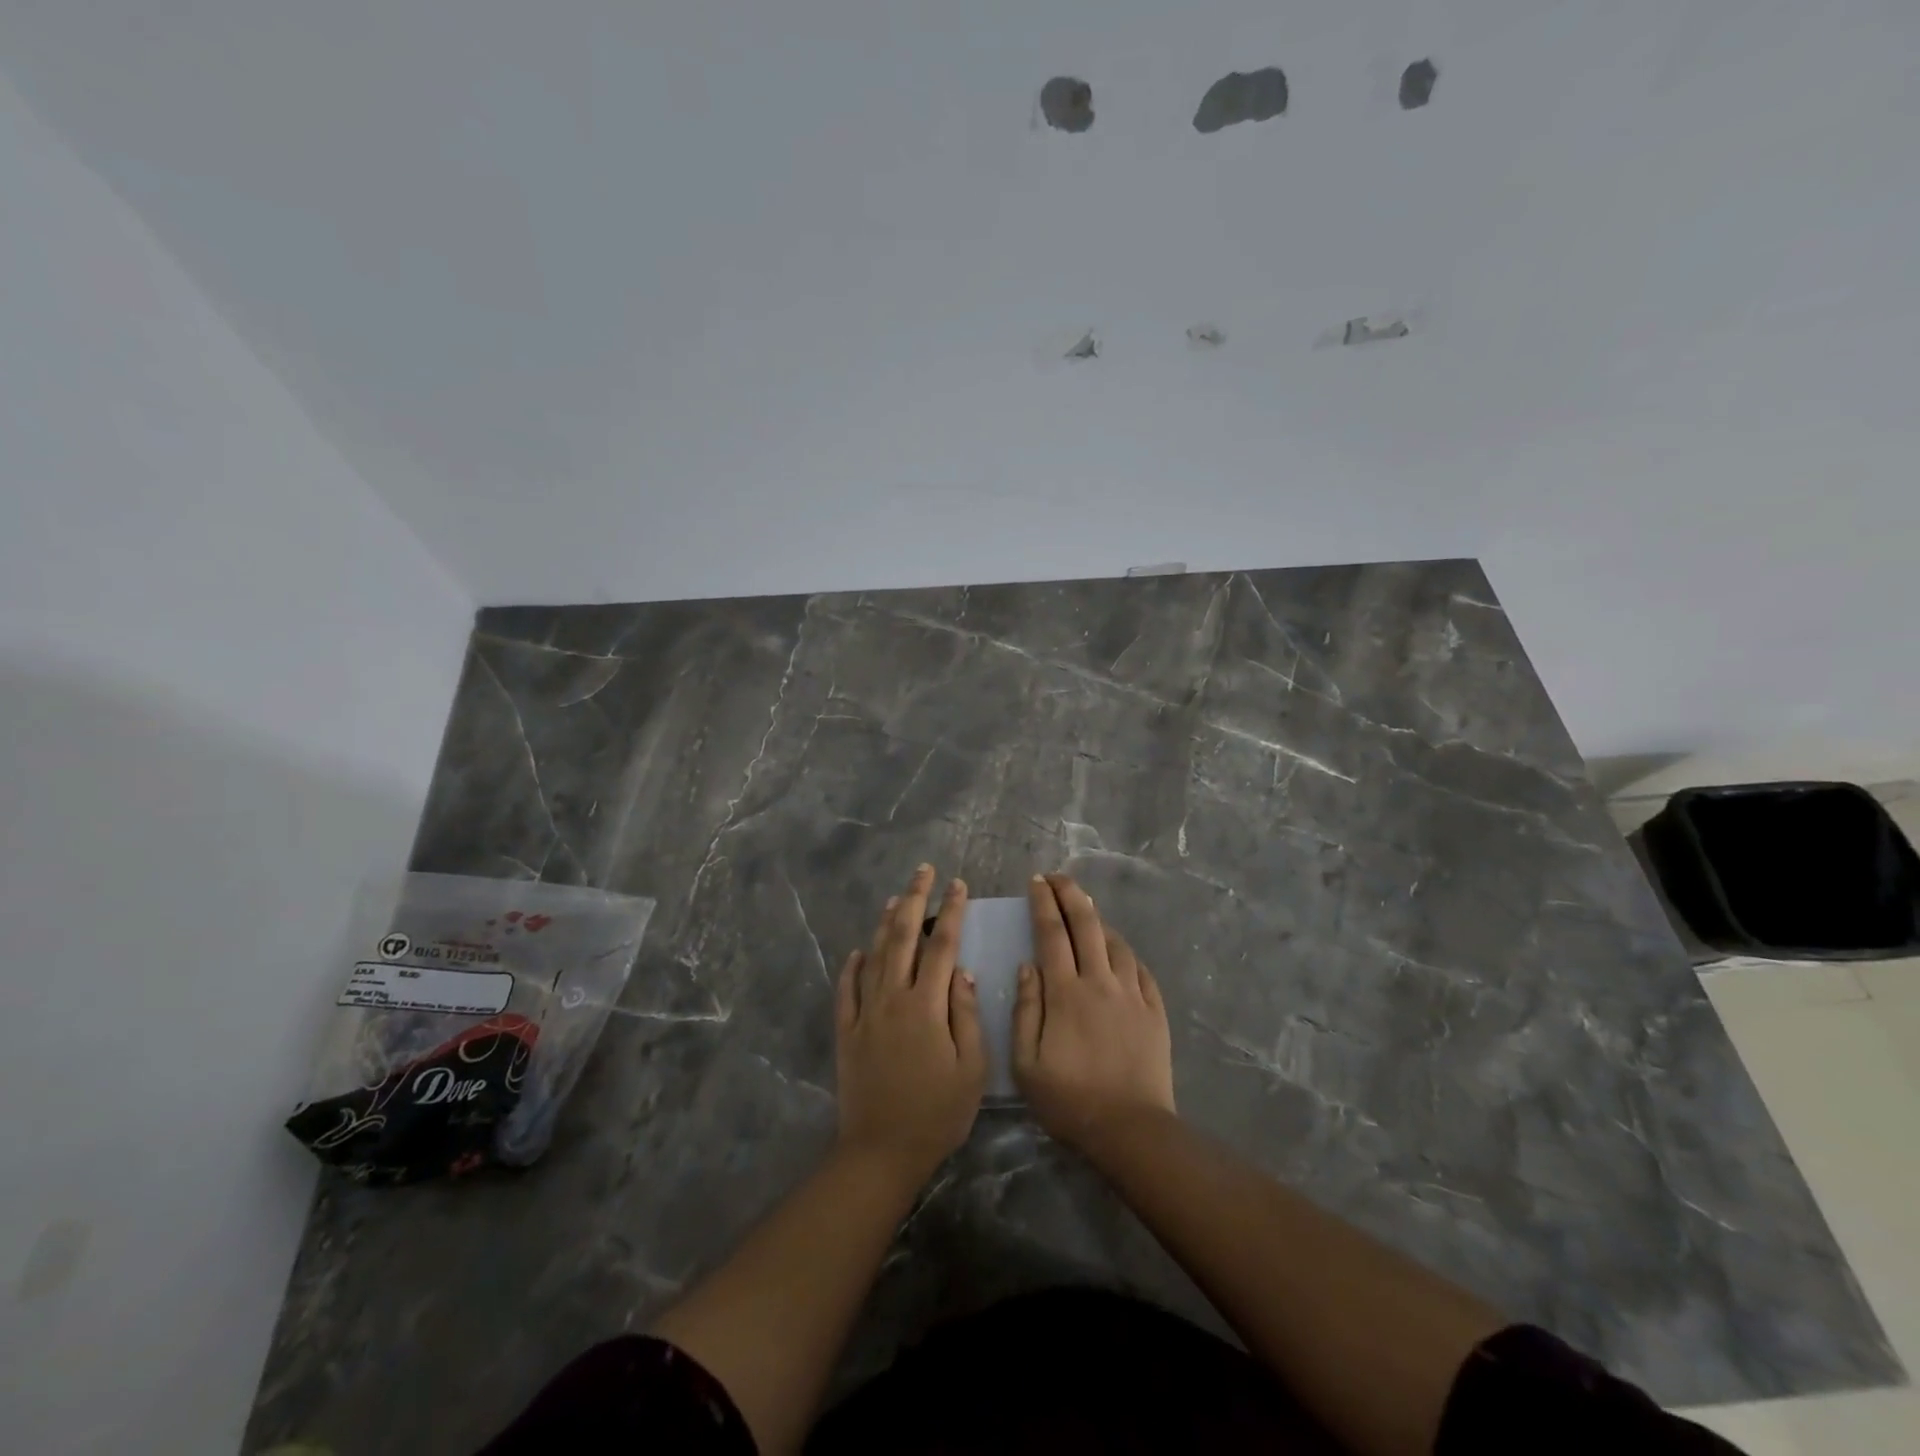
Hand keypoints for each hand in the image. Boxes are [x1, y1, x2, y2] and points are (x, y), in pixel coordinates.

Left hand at [834, 864, 985, 1184]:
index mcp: (926, 1005)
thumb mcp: (971, 1068)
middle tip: (923, 872)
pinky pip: (847, 989)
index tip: (958, 885)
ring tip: (895, 898)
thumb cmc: (937, 1112)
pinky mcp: (846, 1031)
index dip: (951, 911)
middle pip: (902, 937)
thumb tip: (962, 973)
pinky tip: (858, 952)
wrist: (882, 1150)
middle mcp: (892, 998)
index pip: (941, 945)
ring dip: (884, 923)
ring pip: (874, 955)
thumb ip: (966, 1016)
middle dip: (914, 900)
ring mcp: (865, 1013)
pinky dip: (853, 966)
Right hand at [1013, 873, 1174, 1150]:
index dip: (1043, 903)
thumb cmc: (1069, 1100)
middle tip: (1058, 877)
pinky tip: (1118, 952)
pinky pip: (1139, 969)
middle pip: (1087, 924)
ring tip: (1086, 910)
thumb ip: (1025, 1010)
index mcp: (1065, 992)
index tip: (1036, 881)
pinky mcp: (1154, 1011)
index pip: (1052, 933)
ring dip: (1099, 920)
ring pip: (1116, 942)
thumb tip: (1027, 966)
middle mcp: (1100, 982)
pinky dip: (1125, 952)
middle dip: (1071, 894)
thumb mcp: (1026, 1063)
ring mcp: (1132, 994)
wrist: (1130, 1129)